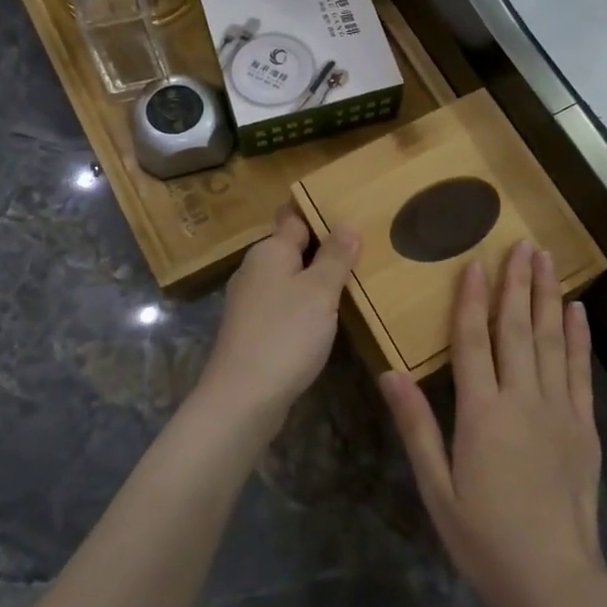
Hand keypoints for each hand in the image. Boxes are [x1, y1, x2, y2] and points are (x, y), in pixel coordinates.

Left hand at [192, 206, 358, 445]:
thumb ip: (334, 257)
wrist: (243, 398)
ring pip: (288, 279)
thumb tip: (346, 224)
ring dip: (314, 278)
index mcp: (269, 251)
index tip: (348, 209)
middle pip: (291, 248)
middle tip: (362, 247)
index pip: (294, 217)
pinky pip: (284, 305)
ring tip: (351, 280)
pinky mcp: (252, 330)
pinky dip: (304, 305)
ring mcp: (250, 302)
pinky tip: (325, 316)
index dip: (318, 212)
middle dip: (321, 247)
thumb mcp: (319, 291)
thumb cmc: (285, 334)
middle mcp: (254, 270)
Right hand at [380, 240, 606, 606]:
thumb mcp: (436, 488)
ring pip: (551, 340)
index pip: (474, 340)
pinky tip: (577, 311)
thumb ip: (416, 427)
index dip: (472, 298)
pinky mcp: (583, 425)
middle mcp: (522, 399)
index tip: (476, 261)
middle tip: (522, 243)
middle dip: (517, 283)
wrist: (554, 578)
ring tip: (547, 260)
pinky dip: (579, 337)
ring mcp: (558, 409)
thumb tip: (391, 373)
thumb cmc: (485, 538)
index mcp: (481, 413)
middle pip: (517, 328)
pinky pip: (580, 370)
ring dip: (548, 297)